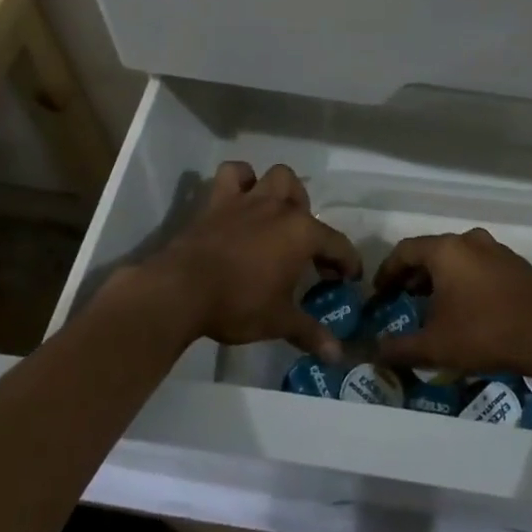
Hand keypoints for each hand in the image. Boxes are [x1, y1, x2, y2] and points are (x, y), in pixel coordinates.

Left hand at [140, 162, 360, 361]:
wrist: (182, 290)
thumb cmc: (238, 304)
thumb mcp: (279, 322)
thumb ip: (310, 333)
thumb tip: (337, 356)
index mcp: (302, 233)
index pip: (337, 244)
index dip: (347, 262)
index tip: (348, 279)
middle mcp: (280, 208)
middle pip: (305, 203)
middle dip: (310, 223)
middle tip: (303, 252)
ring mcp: (248, 200)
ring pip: (276, 177)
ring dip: (282, 191)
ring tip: (279, 216)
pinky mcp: (218, 201)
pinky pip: (232, 174)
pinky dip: (240, 179)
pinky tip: (241, 197)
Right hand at [370, 228, 531, 377]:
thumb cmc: (485, 332)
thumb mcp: (435, 346)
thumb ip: (399, 348)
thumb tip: (373, 352)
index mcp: (446, 250)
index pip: (405, 251)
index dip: (387, 271)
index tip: (378, 294)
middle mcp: (470, 240)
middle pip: (431, 252)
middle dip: (413, 276)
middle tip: (402, 301)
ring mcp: (497, 250)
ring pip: (457, 259)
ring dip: (440, 279)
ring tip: (433, 307)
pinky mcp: (516, 265)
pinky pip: (479, 267)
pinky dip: (464, 281)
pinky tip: (466, 309)